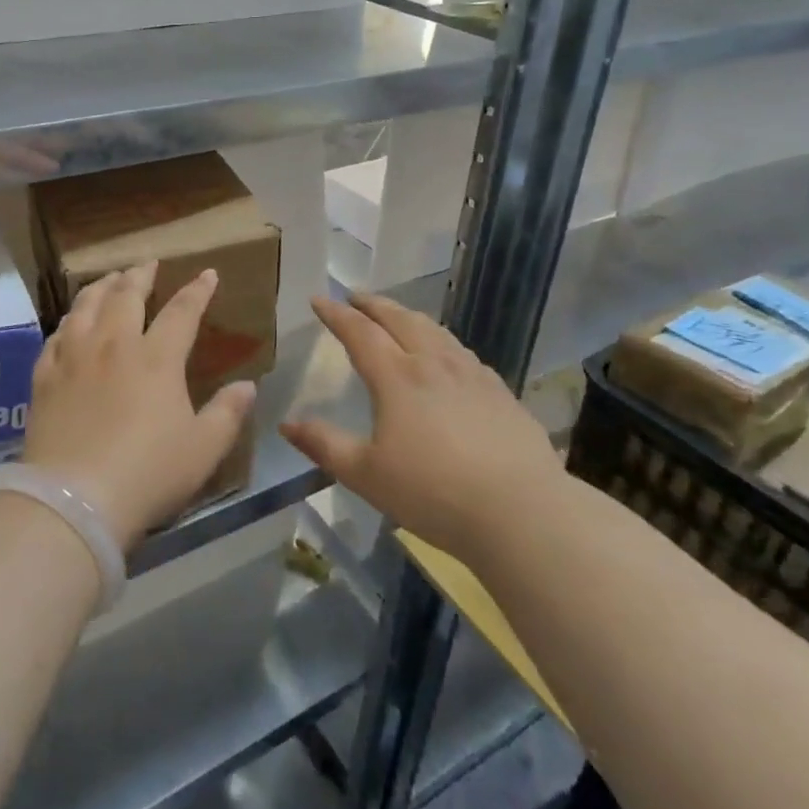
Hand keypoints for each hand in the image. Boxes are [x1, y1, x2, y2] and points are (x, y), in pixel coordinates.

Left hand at [23, 262, 256, 548]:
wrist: (74, 500)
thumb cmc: (148, 474)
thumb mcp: (203, 449)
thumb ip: (228, 413)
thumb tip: (249, 385)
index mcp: (156, 358)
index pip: (182, 312)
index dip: (197, 290)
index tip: (207, 274)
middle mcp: (114, 345)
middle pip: (126, 295)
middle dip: (140, 274)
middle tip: (148, 263)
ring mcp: (75, 357)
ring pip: (86, 306)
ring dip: (101, 286)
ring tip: (109, 279)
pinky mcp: (45, 377)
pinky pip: (56, 336)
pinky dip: (68, 322)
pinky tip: (70, 323)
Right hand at [280, 293, 561, 561]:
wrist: (522, 512)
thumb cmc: (433, 493)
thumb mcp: (366, 475)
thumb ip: (324, 445)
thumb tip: (286, 424)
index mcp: (396, 377)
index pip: (359, 332)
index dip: (336, 314)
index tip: (319, 299)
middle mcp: (433, 363)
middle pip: (399, 319)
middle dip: (373, 304)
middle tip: (355, 296)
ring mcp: (472, 374)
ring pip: (435, 330)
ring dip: (408, 316)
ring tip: (397, 315)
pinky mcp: (501, 392)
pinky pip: (463, 352)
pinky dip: (442, 341)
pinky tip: (447, 356)